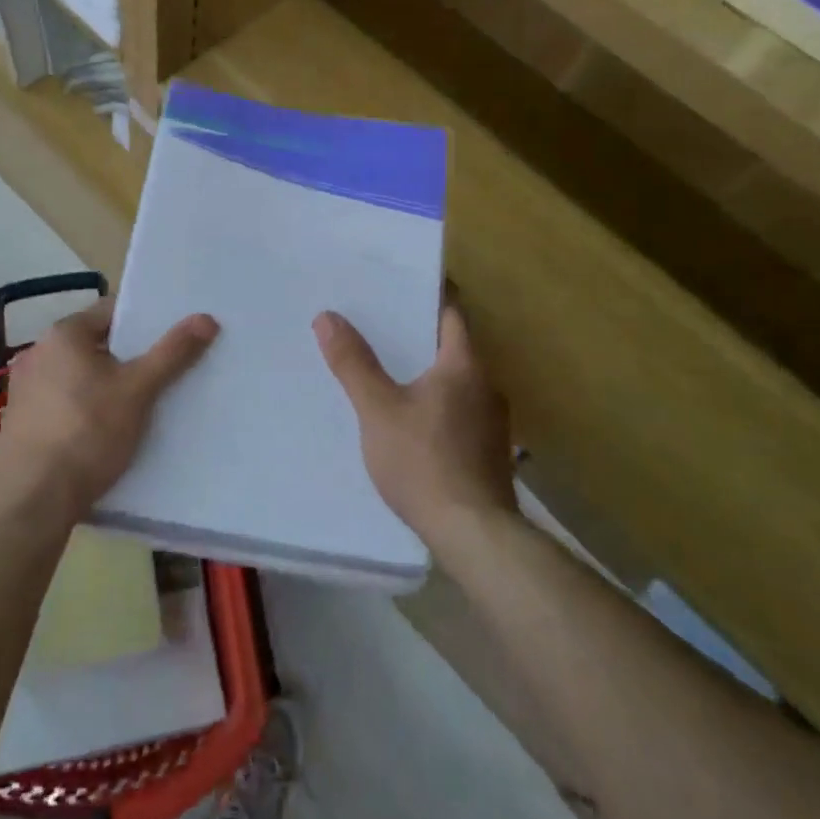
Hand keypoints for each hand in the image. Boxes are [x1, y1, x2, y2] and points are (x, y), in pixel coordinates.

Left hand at [0, 298, 218, 523]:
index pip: (111, 311)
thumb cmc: (88, 433)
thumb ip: (172, 353)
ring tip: (138, 405)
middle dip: (127, 357)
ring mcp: (23, 388)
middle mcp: (37, 352)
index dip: (144, 323)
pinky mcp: (20, 421)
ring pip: (78, 376)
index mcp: (63, 334)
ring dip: (105, 385)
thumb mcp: (138, 391)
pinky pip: (62, 402)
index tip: (170, 340)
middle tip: (162, 374)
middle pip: (95, 344)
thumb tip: (206, 318)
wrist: (33, 501)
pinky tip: (103, 432)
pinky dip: (84, 408)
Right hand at [314, 303, 515, 545]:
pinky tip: (410, 419)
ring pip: (456, 381)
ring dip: (428, 370)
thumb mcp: (378, 410)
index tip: (402, 283)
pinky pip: (458, 410)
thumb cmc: (424, 462)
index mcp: (464, 366)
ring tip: (389, 369)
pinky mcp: (488, 451)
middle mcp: (486, 386)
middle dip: (420, 334)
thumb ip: (354, 363)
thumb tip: (328, 317)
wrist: (474, 535)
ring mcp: (492, 422)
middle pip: (454, 346)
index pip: (453, 313)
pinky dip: (435, 402)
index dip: (431, 295)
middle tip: (380, 323)